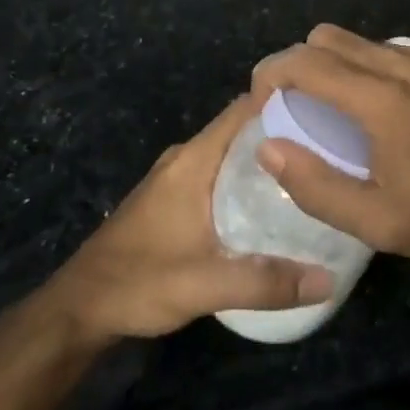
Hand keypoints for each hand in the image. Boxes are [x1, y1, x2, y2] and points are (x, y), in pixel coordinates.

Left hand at [43, 94, 334, 344]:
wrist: (79, 309)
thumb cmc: (138, 283)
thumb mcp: (204, 285)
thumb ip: (266, 282)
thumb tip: (329, 279)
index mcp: (193, 159)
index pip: (245, 108)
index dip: (284, 101)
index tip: (326, 109)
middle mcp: (186, 157)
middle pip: (243, 128)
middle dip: (284, 133)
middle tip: (330, 147)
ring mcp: (177, 177)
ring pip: (232, 153)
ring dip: (266, 158)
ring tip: (312, 173)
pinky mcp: (173, 197)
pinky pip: (221, 172)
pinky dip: (248, 178)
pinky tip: (273, 204)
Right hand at [250, 25, 409, 259]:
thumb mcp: (372, 221)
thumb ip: (313, 184)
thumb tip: (268, 147)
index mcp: (380, 100)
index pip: (306, 62)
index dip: (272, 72)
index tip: (262, 99)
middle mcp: (402, 65)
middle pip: (328, 37)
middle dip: (300, 62)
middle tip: (297, 102)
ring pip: (362, 41)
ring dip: (338, 64)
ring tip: (341, 107)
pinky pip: (396, 51)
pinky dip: (375, 68)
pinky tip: (389, 106)